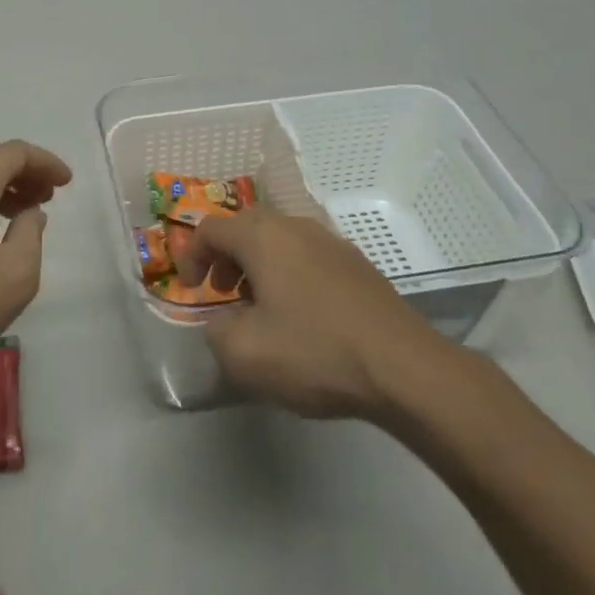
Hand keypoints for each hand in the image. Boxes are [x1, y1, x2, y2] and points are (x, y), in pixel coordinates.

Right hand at [177, 208, 470, 422]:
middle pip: (246, 227)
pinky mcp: (358, 266)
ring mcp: (332, 243)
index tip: (189, 288)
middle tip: (221, 292)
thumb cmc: (315, 352)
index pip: (210, 229)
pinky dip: (289, 274)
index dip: (191, 255)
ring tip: (259, 307)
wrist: (404, 368)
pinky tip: (301, 316)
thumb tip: (223, 322)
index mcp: (263, 236)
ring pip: (280, 241)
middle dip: (226, 256)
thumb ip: (216, 331)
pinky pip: (308, 257)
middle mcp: (296, 226)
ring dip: (258, 266)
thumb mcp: (244, 353)